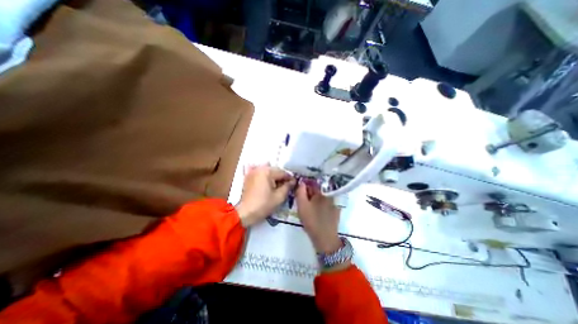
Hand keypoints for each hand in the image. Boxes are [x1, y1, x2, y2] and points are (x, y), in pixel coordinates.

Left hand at [237, 166, 294, 225]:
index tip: (294, 185)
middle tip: (285, 187)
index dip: (290, 179)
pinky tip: (266, 181)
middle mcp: (260, 168)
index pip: (283, 172)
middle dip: (281, 178)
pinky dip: (264, 175)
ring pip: (268, 171)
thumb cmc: (263, 205)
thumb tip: (293, 181)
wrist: (245, 213)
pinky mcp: (248, 176)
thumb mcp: (279, 197)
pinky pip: (258, 172)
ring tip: (276, 186)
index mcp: (268, 172)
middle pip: (275, 170)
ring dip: (273, 177)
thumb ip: (288, 186)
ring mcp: (252, 171)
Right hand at [295, 183, 339, 253]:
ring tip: (308, 207)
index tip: (299, 192)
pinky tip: (316, 211)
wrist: (325, 239)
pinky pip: (326, 202)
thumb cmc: (312, 221)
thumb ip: (300, 192)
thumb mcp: (302, 206)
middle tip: (302, 201)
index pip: (311, 182)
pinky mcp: (336, 209)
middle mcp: (329, 194)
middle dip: (309, 192)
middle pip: (317, 189)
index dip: (304, 185)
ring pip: (321, 195)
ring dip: (314, 198)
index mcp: (322, 192)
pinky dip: (320, 203)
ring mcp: (334, 202)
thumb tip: (301, 182)